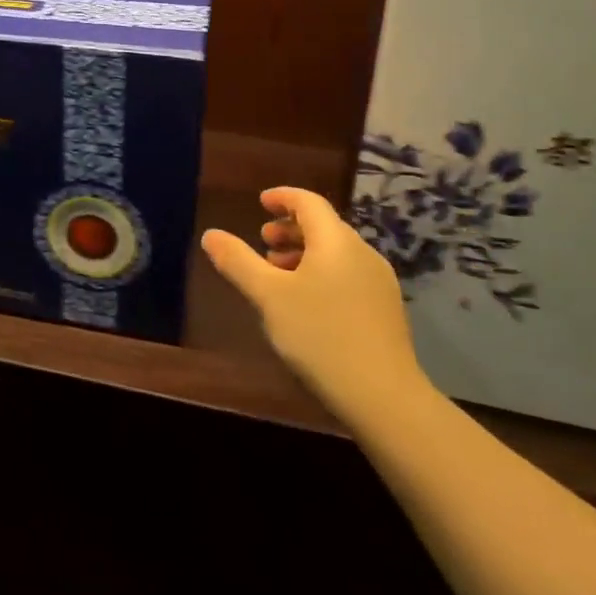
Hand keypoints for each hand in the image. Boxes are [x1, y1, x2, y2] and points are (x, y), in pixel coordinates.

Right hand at [201, 187, 432, 425]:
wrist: (384, 397)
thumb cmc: (320, 336)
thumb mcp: (269, 296)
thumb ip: (238, 262)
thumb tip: (210, 234)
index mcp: (335, 241)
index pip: (309, 202)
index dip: (283, 197)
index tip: (261, 202)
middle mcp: (362, 252)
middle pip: (324, 227)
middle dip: (291, 228)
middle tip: (263, 240)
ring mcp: (378, 282)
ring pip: (336, 254)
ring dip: (304, 254)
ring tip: (278, 274)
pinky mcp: (385, 310)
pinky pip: (348, 275)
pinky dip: (322, 274)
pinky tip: (307, 303)